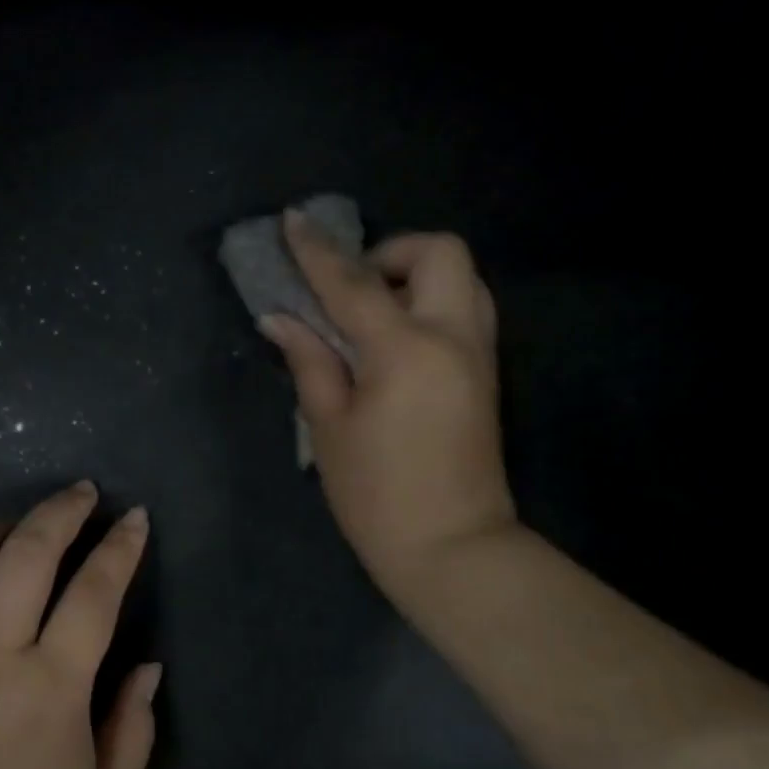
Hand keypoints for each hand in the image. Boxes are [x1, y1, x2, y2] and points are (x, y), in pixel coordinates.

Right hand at [260, 211, 516, 599]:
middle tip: (350, 289)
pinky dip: (429, 303)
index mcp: (406, 351)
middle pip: (439, 252)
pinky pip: (463, 310)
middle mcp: (453, 337)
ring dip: (414, 276)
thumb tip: (281, 320)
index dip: (317, 252)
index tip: (292, 221)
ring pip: (461, 278)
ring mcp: (479, 354)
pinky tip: (393, 340)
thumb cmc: (376, 495)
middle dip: (390, 252)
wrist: (452, 547)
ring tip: (371, 314)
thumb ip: (310, 362)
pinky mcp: (486, 374)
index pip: (354, 283)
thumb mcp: (329, 428)